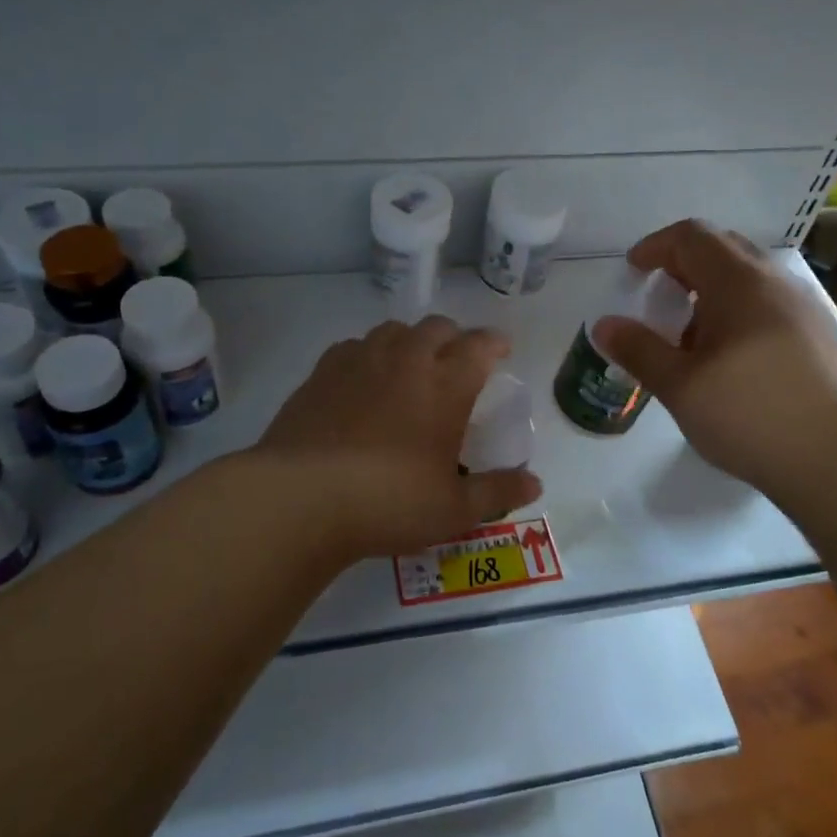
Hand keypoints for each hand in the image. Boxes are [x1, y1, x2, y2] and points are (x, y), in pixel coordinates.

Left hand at [255, 316, 542, 558]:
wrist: (301, 497)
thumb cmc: (389, 502)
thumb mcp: (453, 509)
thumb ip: (497, 492)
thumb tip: (535, 485)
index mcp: (445, 384)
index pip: (479, 345)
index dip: (494, 343)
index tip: (500, 350)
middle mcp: (405, 359)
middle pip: (437, 327)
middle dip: (454, 338)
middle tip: (457, 361)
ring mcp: (359, 361)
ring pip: (393, 330)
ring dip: (410, 340)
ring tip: (410, 365)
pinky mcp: (321, 372)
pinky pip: (353, 347)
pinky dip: (368, 354)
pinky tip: (363, 379)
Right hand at [592, 220, 836, 492]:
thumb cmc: (753, 416)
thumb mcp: (681, 387)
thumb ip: (639, 350)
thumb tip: (604, 325)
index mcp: (739, 282)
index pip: (692, 236)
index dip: (656, 246)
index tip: (633, 271)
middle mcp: (777, 282)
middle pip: (724, 249)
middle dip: (684, 265)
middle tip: (660, 299)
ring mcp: (807, 309)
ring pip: (751, 278)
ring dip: (713, 291)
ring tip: (692, 337)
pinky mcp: (823, 338)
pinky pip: (771, 305)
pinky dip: (740, 312)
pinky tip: (733, 361)